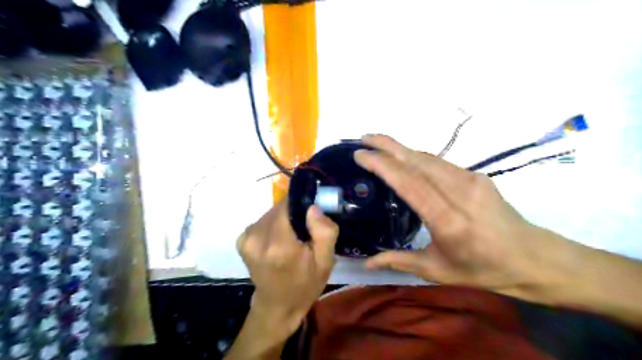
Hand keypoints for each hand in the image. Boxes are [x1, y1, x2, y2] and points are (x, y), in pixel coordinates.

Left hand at [235, 201, 335, 332]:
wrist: (277, 306)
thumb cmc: (305, 285)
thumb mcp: (325, 261)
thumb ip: (324, 231)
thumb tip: (312, 207)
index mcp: (280, 244)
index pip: (288, 205)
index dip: (301, 207)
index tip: (310, 219)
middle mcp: (258, 238)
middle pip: (279, 208)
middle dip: (294, 214)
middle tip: (304, 231)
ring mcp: (246, 239)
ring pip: (271, 213)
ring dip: (283, 220)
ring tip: (292, 238)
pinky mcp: (241, 241)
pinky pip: (263, 221)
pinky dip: (272, 226)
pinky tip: (278, 242)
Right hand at [353, 134, 574, 298]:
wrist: (532, 258)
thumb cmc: (483, 269)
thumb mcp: (437, 271)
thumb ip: (399, 261)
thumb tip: (366, 262)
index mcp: (447, 220)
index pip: (409, 183)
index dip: (383, 165)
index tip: (361, 154)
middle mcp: (459, 193)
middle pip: (418, 161)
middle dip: (388, 145)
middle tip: (364, 137)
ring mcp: (471, 180)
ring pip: (428, 157)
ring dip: (401, 147)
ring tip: (379, 144)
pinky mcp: (477, 176)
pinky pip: (440, 162)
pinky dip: (417, 156)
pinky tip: (405, 158)